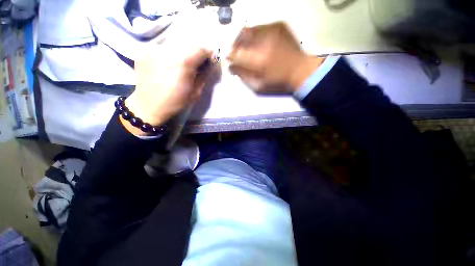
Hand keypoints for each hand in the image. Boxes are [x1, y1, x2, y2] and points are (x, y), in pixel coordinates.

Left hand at [122, 44, 211, 135]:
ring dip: (182, 53)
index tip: (208, 62)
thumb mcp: (195, 93)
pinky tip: (167, 65)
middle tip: (195, 65)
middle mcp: (167, 50)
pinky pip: (163, 47)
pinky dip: (169, 54)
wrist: (148, 106)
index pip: (201, 48)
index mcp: (182, 63)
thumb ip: (203, 76)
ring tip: (180, 66)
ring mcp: (153, 48)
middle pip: (188, 43)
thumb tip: (209, 65)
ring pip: (175, 44)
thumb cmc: (175, 102)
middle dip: (195, 53)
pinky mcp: (144, 50)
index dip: (207, 54)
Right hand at [227, 22, 324, 92]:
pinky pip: (260, 27)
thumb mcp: (258, 86)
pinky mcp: (279, 26)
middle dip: (235, 44)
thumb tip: (231, 67)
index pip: (235, 54)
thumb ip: (243, 76)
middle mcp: (263, 41)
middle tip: (236, 51)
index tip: (229, 58)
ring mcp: (272, 30)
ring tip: (246, 47)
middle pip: (240, 36)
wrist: (300, 71)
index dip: (230, 56)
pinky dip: (255, 34)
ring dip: (244, 39)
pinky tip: (258, 42)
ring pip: (249, 29)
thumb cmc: (278, 82)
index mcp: (258, 60)